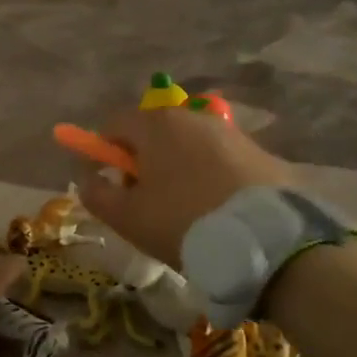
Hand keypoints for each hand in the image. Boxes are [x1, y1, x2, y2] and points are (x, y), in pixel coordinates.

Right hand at [75, 102, 291, 266]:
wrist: (267, 240)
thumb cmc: (183, 222)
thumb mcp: (126, 217)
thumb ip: (96, 194)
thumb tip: (89, 179)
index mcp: (156, 124)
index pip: (114, 122)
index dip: (101, 149)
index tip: (105, 180)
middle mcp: (193, 116)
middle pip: (153, 131)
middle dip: (141, 158)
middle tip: (141, 197)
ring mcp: (230, 132)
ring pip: (187, 144)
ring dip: (175, 166)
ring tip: (180, 207)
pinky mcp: (259, 152)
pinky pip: (218, 158)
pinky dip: (207, 175)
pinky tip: (213, 208)